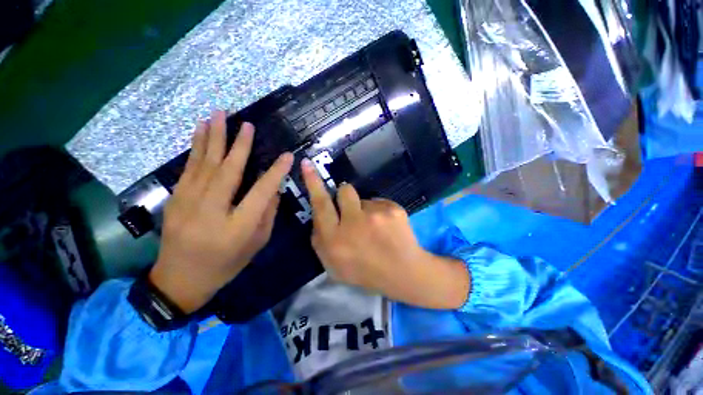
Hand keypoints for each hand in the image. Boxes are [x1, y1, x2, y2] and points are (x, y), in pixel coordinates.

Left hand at [149, 111, 292, 312]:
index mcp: (238, 227)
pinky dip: (196, 147)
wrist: (180, 279)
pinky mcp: (175, 199)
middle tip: (247, 124)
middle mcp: (212, 211)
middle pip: (228, 171)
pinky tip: (200, 131)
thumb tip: (273, 189)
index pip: (261, 192)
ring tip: (219, 115)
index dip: (276, 172)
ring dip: (213, 137)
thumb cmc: (226, 264)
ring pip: (204, 164)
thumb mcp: (256, 244)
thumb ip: (267, 214)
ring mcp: (188, 203)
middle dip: (240, 145)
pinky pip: (189, 168)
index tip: (288, 156)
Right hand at [301, 159, 469, 309]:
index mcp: (335, 239)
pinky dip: (380, 213)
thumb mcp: (333, 266)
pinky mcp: (393, 209)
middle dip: (343, 195)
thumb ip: (320, 241)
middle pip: (343, 191)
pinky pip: (379, 203)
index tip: (307, 163)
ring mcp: (376, 215)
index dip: (313, 183)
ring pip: (362, 198)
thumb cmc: (365, 272)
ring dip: (363, 209)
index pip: (320, 204)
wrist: (403, 273)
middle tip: (351, 210)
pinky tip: (387, 228)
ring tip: (373, 226)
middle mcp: (353, 223)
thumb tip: (318, 217)